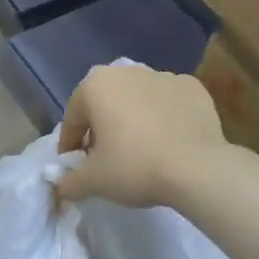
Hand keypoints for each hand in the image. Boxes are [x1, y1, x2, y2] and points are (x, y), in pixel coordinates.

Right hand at [54, 63, 228, 207]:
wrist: (198, 169)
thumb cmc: (135, 167)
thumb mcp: (93, 181)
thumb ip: (69, 182)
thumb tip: (60, 187)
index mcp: (96, 85)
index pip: (73, 118)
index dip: (71, 145)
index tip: (76, 166)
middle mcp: (127, 71)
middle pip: (105, 104)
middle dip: (101, 129)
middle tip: (106, 159)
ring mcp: (163, 76)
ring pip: (137, 101)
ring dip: (133, 121)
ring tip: (141, 151)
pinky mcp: (193, 87)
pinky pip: (168, 103)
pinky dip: (164, 118)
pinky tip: (169, 143)